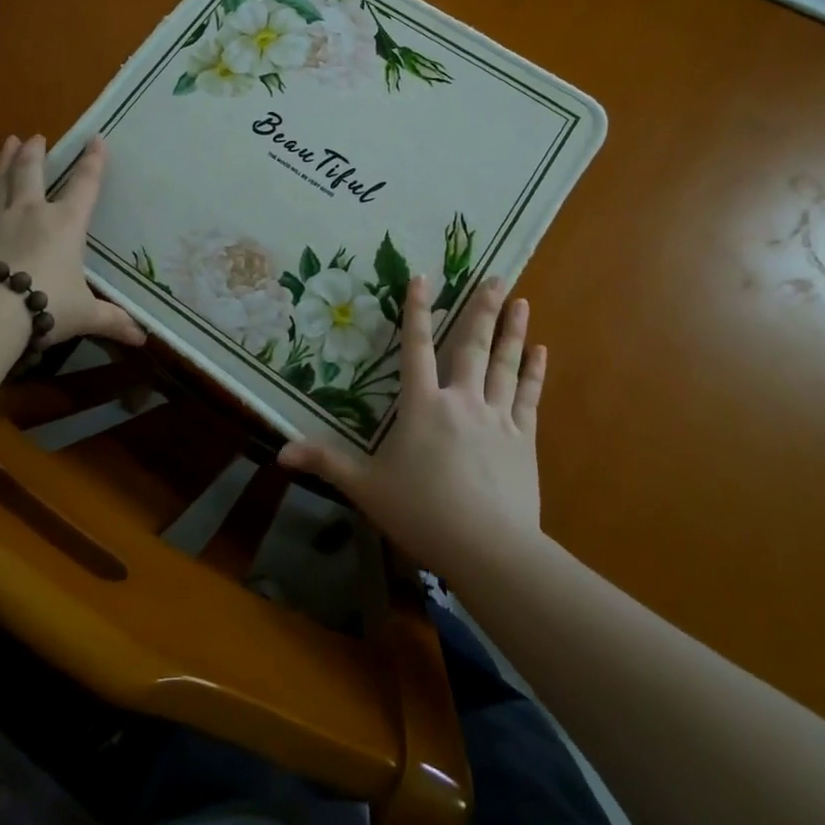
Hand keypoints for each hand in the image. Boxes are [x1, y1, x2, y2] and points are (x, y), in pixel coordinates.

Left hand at [0, 134, 145, 347]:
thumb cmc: (46, 306)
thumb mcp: (86, 315)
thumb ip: (113, 321)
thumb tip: (142, 338)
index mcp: (66, 224)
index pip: (85, 185)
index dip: (93, 161)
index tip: (96, 139)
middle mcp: (32, 212)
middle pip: (33, 173)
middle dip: (36, 152)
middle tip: (35, 136)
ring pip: (0, 182)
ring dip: (4, 161)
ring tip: (8, 142)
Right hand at [278, 274, 543, 578]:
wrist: (488, 548)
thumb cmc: (422, 514)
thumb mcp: (366, 488)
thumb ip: (327, 463)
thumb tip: (282, 451)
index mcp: (422, 406)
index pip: (416, 348)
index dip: (417, 311)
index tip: (423, 277)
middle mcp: (461, 400)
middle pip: (472, 346)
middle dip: (483, 310)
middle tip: (498, 277)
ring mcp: (496, 418)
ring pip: (505, 364)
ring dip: (513, 331)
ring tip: (522, 300)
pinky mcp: (522, 440)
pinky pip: (529, 397)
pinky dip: (535, 373)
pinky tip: (542, 351)